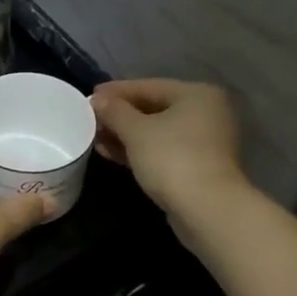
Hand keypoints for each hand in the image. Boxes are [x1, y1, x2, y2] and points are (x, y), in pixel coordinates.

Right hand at [90, 79, 249, 226]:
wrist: (207, 209)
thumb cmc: (172, 158)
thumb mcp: (136, 131)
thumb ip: (114, 111)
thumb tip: (97, 99)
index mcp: (196, 94)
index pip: (148, 86)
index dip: (116, 91)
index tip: (90, 95)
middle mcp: (205, 112)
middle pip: (154, 108)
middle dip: (120, 116)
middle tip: (90, 119)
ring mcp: (204, 141)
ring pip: (157, 132)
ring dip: (126, 135)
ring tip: (96, 138)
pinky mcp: (198, 166)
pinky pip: (162, 150)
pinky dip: (139, 150)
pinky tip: (112, 154)